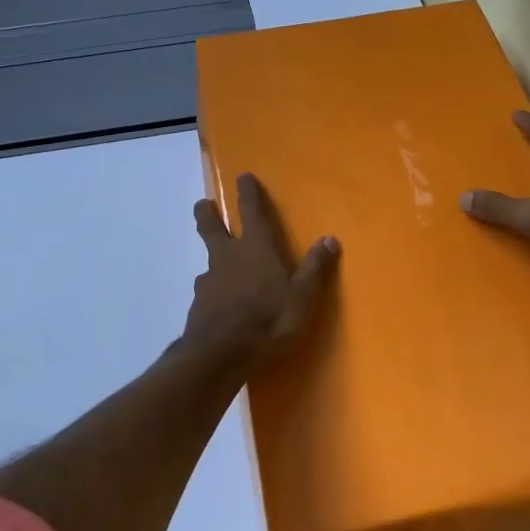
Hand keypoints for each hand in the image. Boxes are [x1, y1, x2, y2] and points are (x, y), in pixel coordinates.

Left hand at [184, 173, 338, 372]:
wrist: (220, 354)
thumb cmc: (268, 319)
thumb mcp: (302, 296)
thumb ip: (314, 268)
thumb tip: (330, 239)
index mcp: (255, 248)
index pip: (251, 212)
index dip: (248, 193)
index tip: (242, 176)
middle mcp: (227, 257)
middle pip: (212, 228)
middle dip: (207, 214)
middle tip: (201, 204)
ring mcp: (209, 281)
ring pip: (208, 262)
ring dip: (212, 259)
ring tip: (216, 267)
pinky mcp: (199, 306)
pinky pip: (207, 291)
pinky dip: (212, 291)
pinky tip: (217, 304)